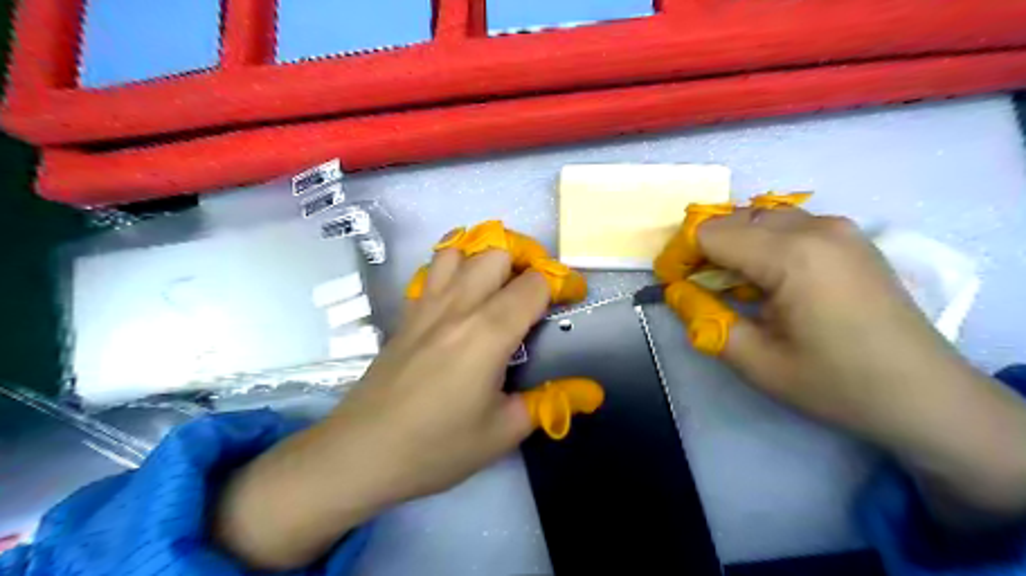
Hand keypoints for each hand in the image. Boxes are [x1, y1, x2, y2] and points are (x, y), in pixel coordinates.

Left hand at [212, 235, 556, 568]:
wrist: (361, 452)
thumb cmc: (437, 446)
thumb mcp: (503, 432)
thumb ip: (550, 403)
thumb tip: (592, 392)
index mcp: (489, 332)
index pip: (534, 283)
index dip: (562, 284)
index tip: (572, 298)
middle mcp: (459, 305)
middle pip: (498, 250)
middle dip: (527, 258)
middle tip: (538, 287)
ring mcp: (427, 304)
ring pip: (461, 249)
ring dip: (487, 254)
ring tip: (501, 281)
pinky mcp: (407, 312)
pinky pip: (432, 268)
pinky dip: (455, 263)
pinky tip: (462, 291)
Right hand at [689, 210, 1025, 525]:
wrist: (926, 396)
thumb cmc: (836, 384)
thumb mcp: (756, 362)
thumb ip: (705, 320)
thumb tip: (676, 292)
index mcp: (791, 255)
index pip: (710, 233)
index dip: (680, 255)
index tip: (671, 283)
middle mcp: (815, 227)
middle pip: (732, 219)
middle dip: (703, 249)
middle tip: (694, 288)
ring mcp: (838, 228)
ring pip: (759, 218)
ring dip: (732, 245)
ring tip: (728, 286)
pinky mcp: (849, 237)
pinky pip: (787, 226)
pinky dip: (761, 245)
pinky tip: (764, 279)